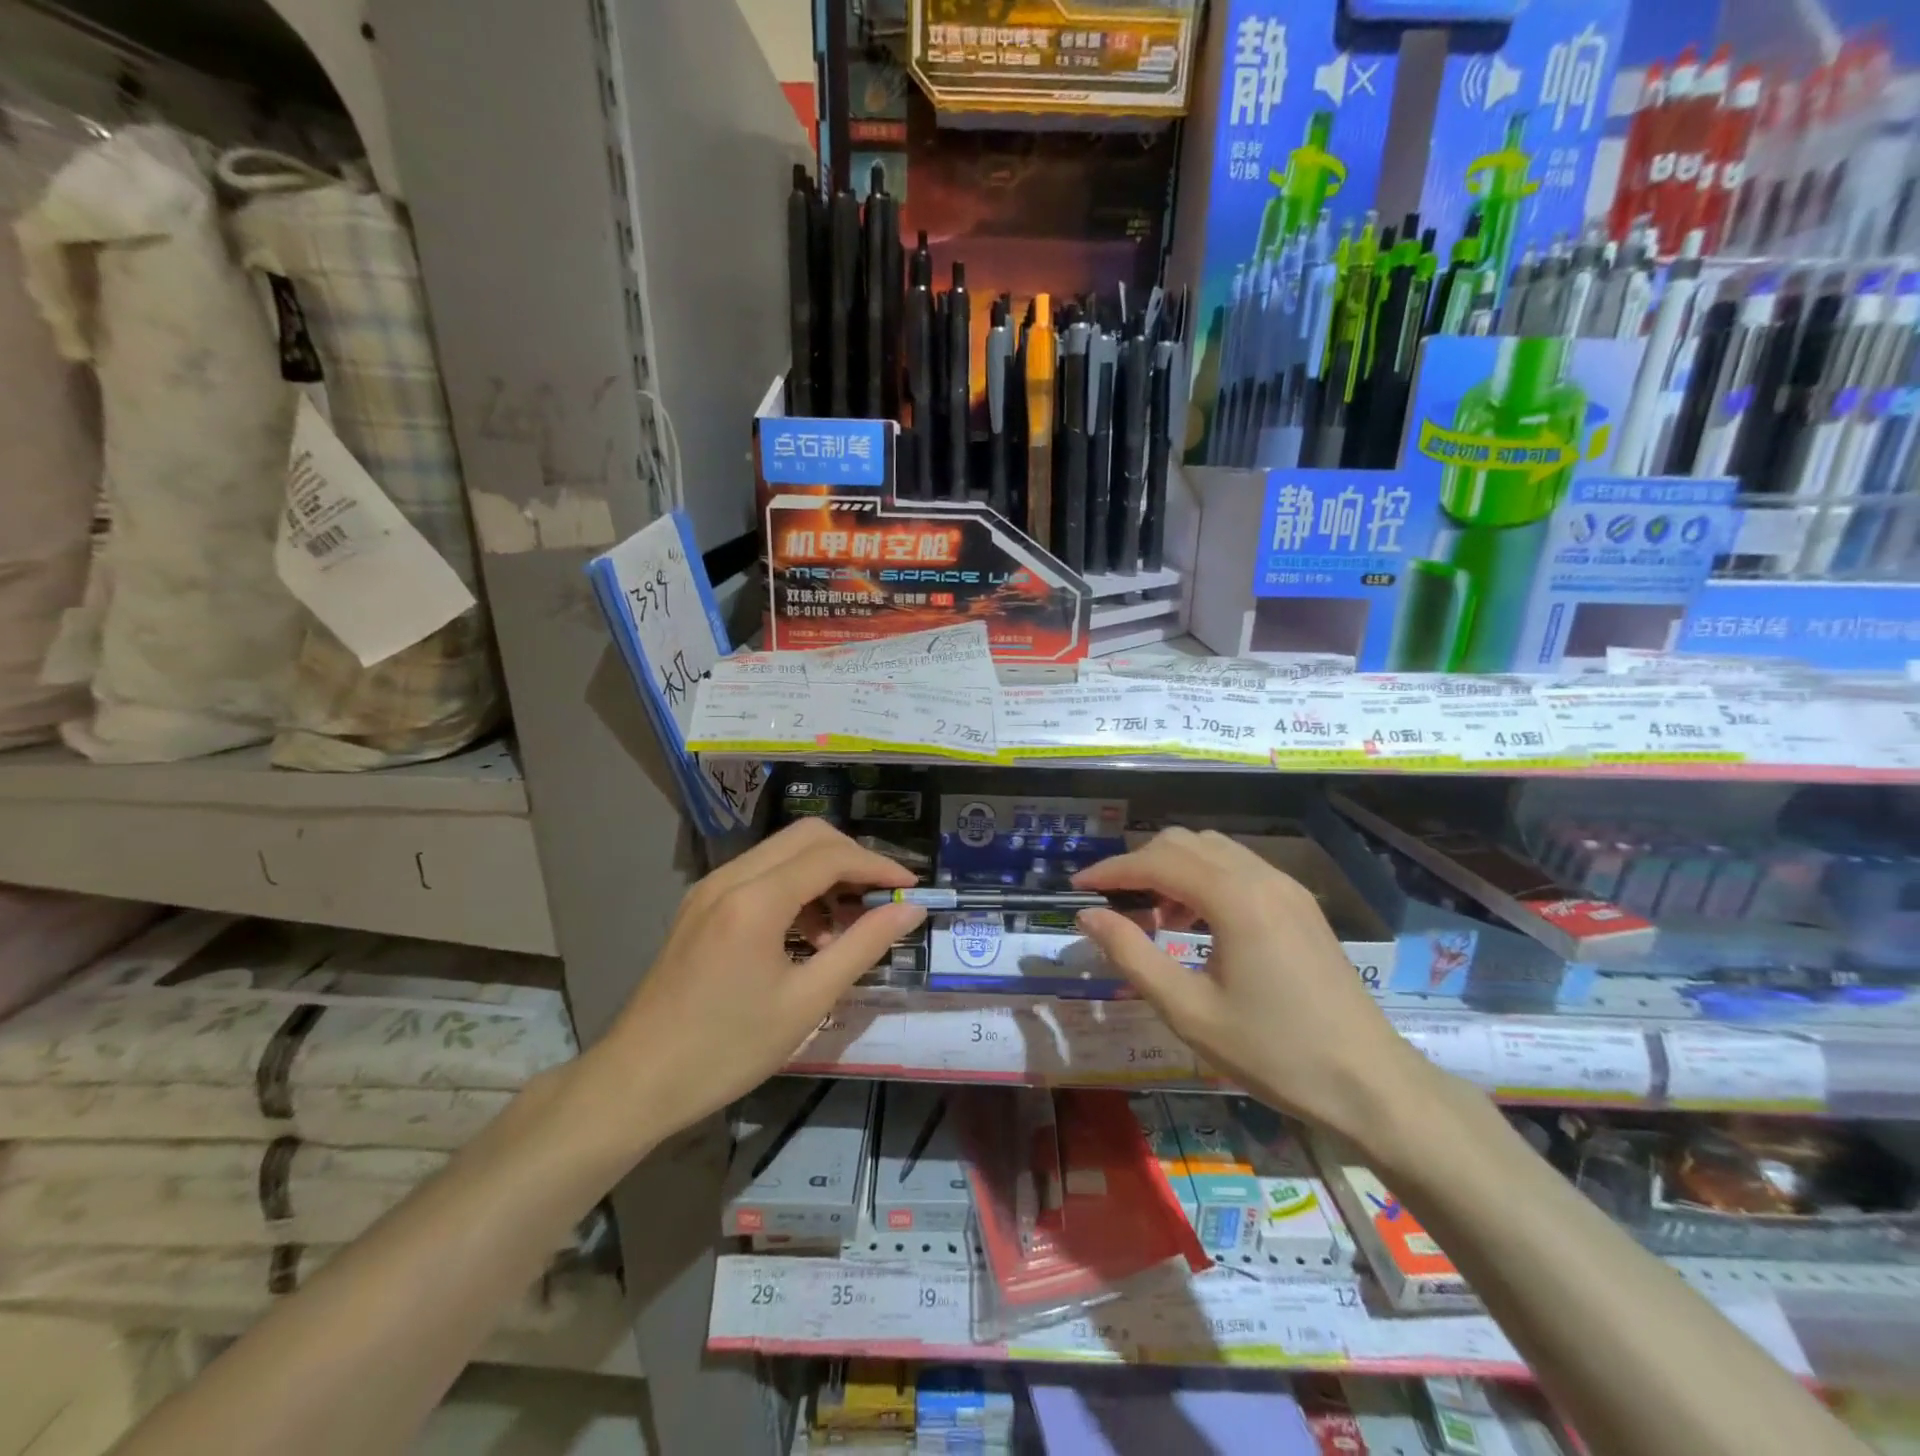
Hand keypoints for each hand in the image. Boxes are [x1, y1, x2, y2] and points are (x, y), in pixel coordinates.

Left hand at [583, 819, 925, 1145]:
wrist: (635, 1082)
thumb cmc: (726, 1049)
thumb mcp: (806, 1002)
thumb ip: (863, 947)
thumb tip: (911, 910)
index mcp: (754, 900)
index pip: (830, 856)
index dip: (877, 866)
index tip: (911, 889)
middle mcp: (729, 878)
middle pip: (806, 837)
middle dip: (852, 858)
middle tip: (882, 898)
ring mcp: (709, 889)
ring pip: (782, 852)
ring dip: (823, 873)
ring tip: (848, 924)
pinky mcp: (700, 906)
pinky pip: (759, 875)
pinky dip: (795, 888)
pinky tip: (808, 934)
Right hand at [1073, 828, 1428, 1138]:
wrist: (1371, 1084)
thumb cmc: (1274, 1052)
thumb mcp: (1189, 1011)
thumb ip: (1132, 955)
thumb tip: (1089, 916)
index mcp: (1235, 899)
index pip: (1157, 861)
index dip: (1111, 870)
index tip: (1077, 888)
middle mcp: (1262, 877)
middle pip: (1183, 843)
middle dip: (1139, 865)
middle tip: (1113, 906)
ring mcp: (1287, 887)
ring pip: (1212, 849)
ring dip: (1172, 869)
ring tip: (1153, 917)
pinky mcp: (1300, 904)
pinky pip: (1238, 868)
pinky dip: (1204, 879)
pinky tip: (1197, 923)